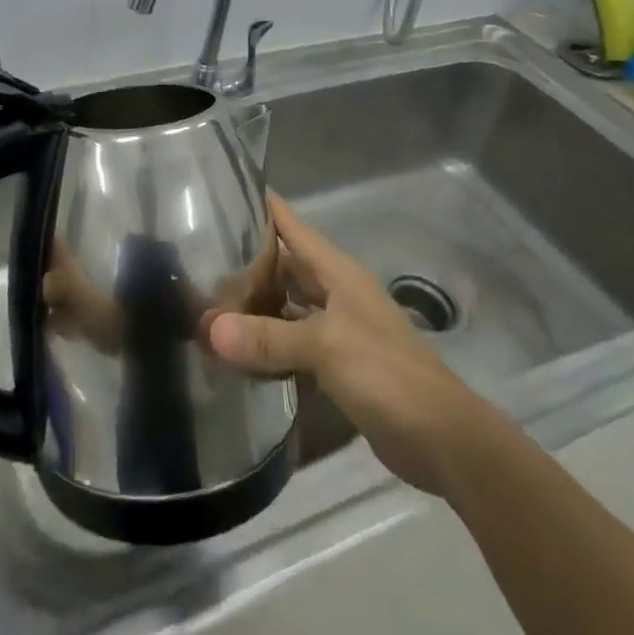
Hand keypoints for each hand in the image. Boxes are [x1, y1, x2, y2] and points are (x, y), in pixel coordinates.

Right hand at [206, 195, 485, 494]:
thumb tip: (208, 329)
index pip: (288, 223)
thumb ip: (268, 338)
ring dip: (250, 307)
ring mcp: (334, 328)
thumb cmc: (387, 374)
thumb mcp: (326, 347)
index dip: (255, 205)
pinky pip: (289, 342)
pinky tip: (233, 353)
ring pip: (283, 305)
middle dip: (241, 263)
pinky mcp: (334, 364)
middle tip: (191, 261)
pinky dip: (264, 345)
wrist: (442, 439)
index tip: (212, 195)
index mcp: (335, 271)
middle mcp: (333, 292)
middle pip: (280, 265)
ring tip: (202, 306)